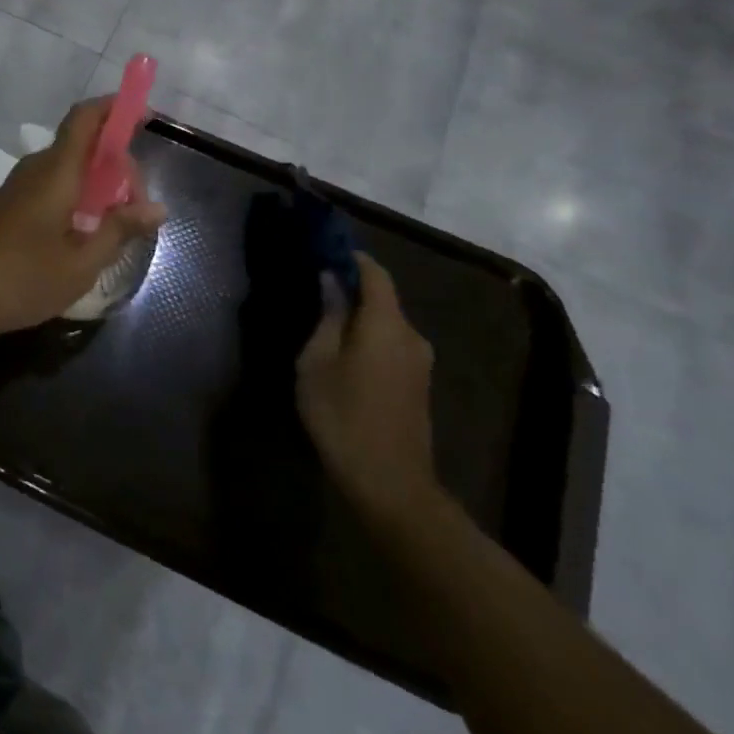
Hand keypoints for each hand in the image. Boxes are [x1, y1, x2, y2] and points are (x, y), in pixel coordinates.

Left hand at [0, 98, 166, 341]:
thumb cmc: (22, 277)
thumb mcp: (81, 262)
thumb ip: (120, 230)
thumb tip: (157, 208)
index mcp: (57, 170)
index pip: (86, 118)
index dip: (116, 107)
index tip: (146, 115)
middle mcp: (36, 169)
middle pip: (84, 146)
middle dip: (118, 166)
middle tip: (137, 211)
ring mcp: (18, 187)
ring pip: (69, 170)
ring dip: (98, 187)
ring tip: (115, 229)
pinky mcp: (8, 207)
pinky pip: (52, 187)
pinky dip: (76, 199)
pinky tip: (83, 237)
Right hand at [295, 254, 442, 525]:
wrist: (390, 484)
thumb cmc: (343, 416)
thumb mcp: (317, 362)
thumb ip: (327, 316)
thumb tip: (331, 280)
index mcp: (386, 324)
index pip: (374, 273)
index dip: (351, 257)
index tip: (324, 249)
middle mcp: (411, 336)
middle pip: (382, 298)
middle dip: (351, 287)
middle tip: (314, 288)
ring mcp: (419, 362)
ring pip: (386, 323)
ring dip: (359, 315)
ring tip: (323, 321)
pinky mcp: (418, 384)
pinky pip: (392, 344)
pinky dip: (368, 336)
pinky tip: (343, 351)